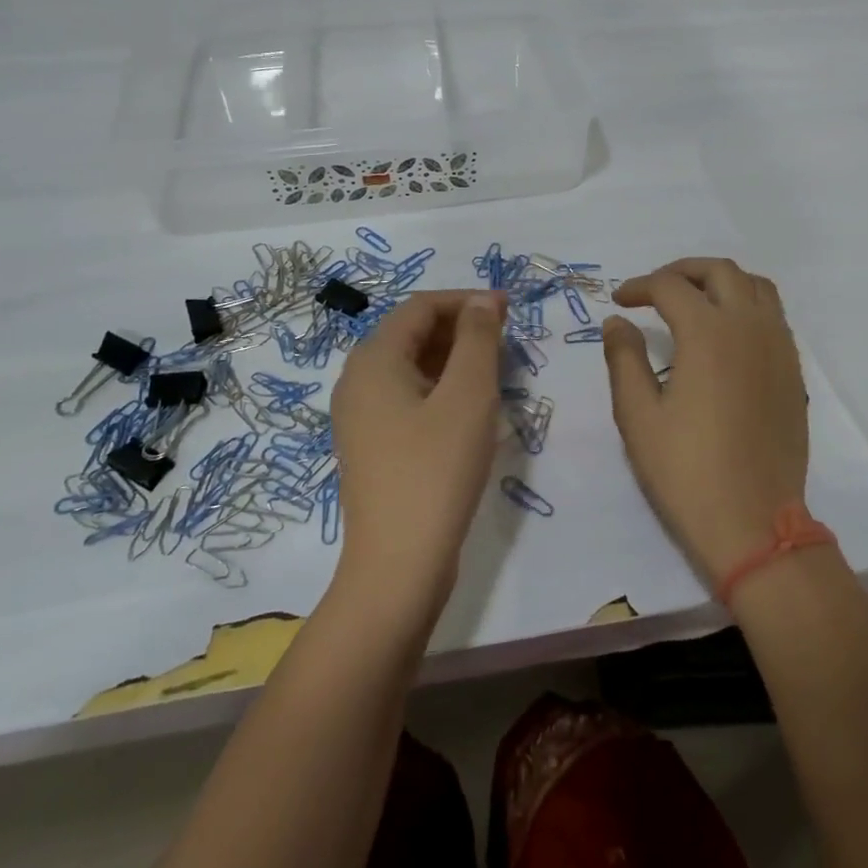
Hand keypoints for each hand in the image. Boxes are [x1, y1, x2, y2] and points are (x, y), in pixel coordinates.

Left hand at [329, 290, 506, 617]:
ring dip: (454, 358)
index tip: (509, 310)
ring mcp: (361, 416)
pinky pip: (407, 397)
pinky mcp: (372, 445)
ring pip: (411, 366)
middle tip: (507, 340)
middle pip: (412, 333)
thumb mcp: (468, 396)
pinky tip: (470, 408)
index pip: (420, 306)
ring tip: (496, 371)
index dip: (466, 300)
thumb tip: (483, 301)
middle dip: (461, 328)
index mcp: (373, 359)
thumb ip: (478, 338)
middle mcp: (358, 380)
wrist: (398, 567)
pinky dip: (440, 388)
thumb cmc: (436, 470)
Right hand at [602, 258, 809, 585]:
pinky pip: (773, 315)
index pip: (670, 287)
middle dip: (682, 271)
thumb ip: (624, 359)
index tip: (620, 301)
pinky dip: (747, 304)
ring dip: (721, 281)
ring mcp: (778, 347)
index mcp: (708, 334)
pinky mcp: (793, 371)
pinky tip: (725, 333)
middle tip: (654, 289)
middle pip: (719, 271)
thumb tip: (617, 322)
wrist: (754, 523)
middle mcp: (749, 328)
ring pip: (755, 286)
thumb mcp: (638, 416)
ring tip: (694, 300)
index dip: (639, 287)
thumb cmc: (687, 471)